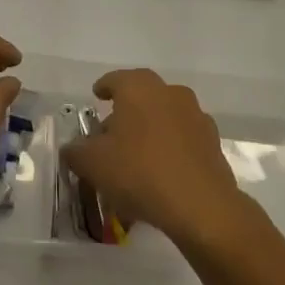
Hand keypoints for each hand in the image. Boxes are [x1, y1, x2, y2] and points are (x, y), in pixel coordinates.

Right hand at [62, 68, 253, 251]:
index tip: (97, 96)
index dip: (104, 87)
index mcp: (139, 88)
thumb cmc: (139, 172)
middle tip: (112, 132)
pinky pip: (184, 138)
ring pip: (165, 115)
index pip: (116, 79)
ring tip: (137, 155)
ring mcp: (195, 116)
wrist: (200, 205)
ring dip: (151, 128)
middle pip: (143, 95)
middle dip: (127, 110)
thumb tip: (71, 148)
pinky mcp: (212, 142)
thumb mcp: (93, 164)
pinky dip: (171, 147)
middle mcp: (170, 93)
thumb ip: (76, 152)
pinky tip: (162, 170)